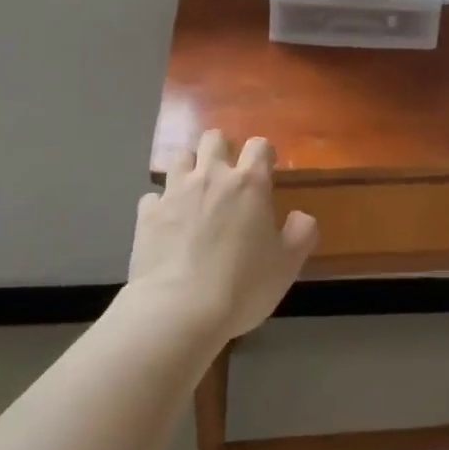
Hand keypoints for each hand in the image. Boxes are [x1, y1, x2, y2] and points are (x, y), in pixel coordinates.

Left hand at [131, 129, 318, 341]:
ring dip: (190, 169)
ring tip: (196, 193)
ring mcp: (175, 192)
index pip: (259, 145)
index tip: (266, 171)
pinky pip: (153, 196)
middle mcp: (211, 176)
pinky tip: (168, 224)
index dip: (264, 154)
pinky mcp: (147, 214)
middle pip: (214, 138)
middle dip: (222, 149)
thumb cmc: (243, 285)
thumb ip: (301, 232)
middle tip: (228, 176)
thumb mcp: (288, 264)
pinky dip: (162, 205)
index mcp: (249, 183)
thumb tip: (301, 216)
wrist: (179, 311)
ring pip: (180, 158)